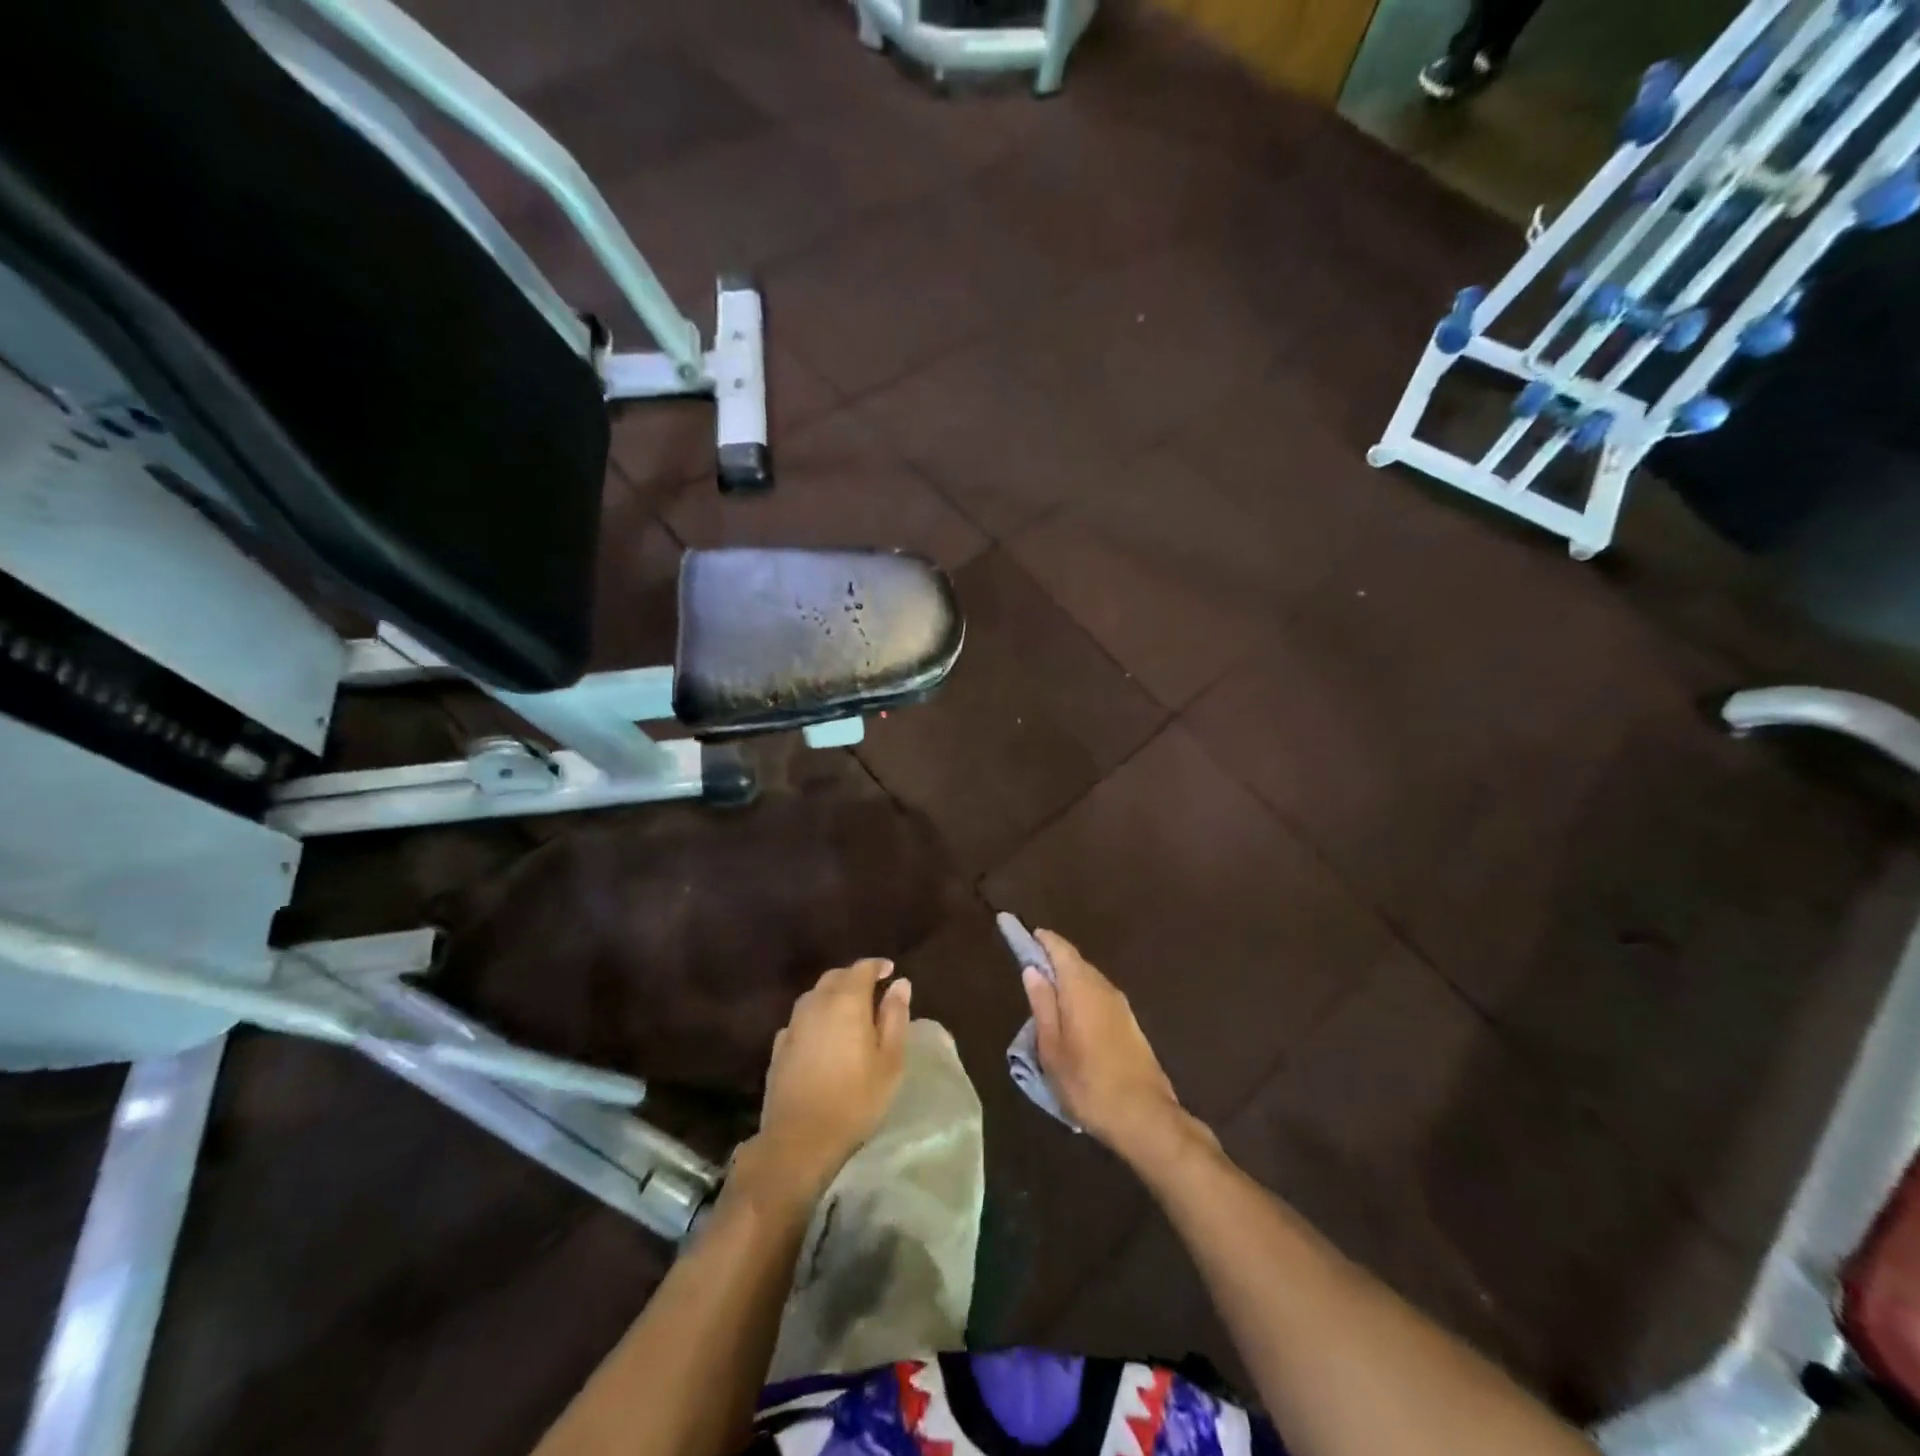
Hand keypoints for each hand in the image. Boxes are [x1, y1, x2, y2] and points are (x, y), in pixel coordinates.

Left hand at [753, 959, 910, 1198]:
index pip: (862, 968)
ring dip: (833, 995)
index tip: (890, 971)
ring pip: (814, 996)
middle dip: (854, 977)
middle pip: (835, 977)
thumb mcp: (890, 1060)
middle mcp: (816, 1003)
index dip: (877, 966)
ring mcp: (793, 1025)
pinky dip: (816, 1018)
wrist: (799, 1140)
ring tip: (849, 1011)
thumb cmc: (855, 1099)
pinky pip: (801, 1020)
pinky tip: (823, 1036)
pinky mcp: (779, 1047)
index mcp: (846, 1001)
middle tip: (872, 990)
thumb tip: (900, 984)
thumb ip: (895, 1016)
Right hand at [1022, 930, 1185, 1157]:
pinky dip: (1081, 994)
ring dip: (1067, 978)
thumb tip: (1032, 969)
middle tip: (1028, 963)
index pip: (1059, 948)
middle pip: (1075, 961)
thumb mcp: (1051, 1047)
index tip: (1021, 931)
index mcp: (1081, 987)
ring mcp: (1121, 1005)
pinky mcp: (1129, 1023)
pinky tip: (1070, 1013)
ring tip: (1045, 990)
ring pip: (1088, 979)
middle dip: (1052, 957)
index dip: (1039, 938)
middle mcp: (1104, 987)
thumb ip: (1042, 1004)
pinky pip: (1098, 995)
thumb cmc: (1087, 1082)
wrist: (1144, 1116)